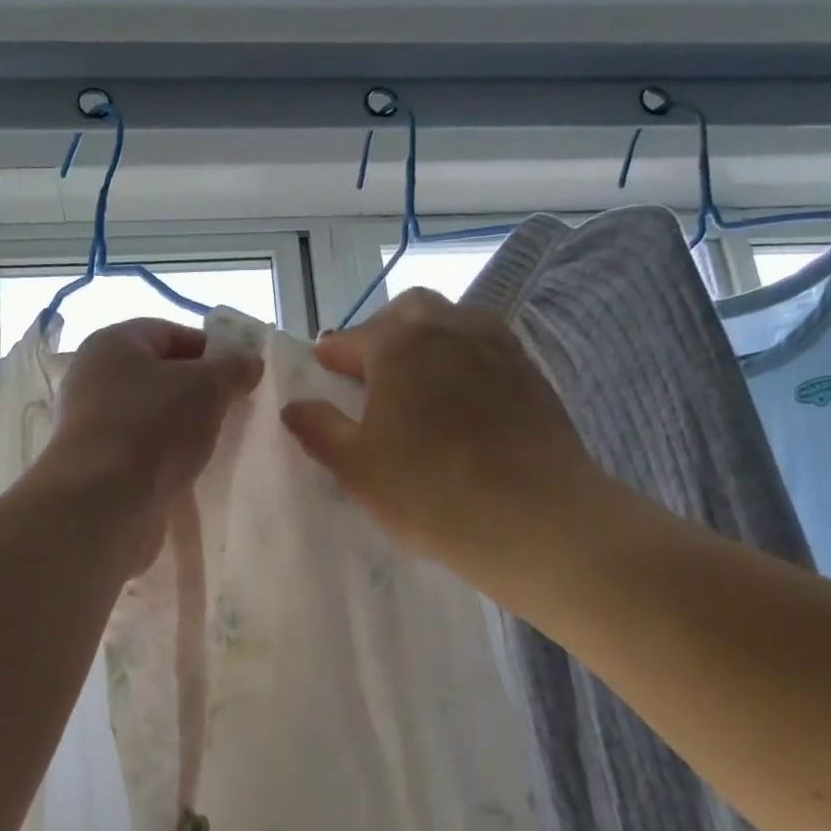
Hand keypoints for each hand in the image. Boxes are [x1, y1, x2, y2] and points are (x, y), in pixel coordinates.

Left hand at [47, 317, 263, 507]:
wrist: (103, 502)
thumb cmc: (154, 427)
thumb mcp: (208, 386)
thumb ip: (233, 367)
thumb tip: (249, 361)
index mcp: (113, 343)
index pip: (170, 333)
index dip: (211, 350)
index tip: (242, 376)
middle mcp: (94, 377)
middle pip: (160, 376)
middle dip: (199, 392)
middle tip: (233, 410)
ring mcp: (92, 423)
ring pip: (152, 415)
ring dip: (184, 427)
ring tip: (217, 443)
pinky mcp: (97, 464)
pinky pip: (142, 450)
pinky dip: (166, 456)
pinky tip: (190, 471)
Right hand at [280, 289, 604, 576]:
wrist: (535, 518)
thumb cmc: (429, 491)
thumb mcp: (356, 467)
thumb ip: (320, 429)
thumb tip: (294, 407)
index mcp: (398, 344)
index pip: (352, 338)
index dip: (331, 355)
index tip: (322, 370)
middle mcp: (449, 328)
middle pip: (407, 312)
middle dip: (382, 333)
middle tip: (370, 373)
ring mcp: (497, 346)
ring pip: (453, 322)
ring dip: (426, 340)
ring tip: (417, 382)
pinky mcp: (531, 372)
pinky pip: (486, 348)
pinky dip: (463, 359)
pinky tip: (461, 398)